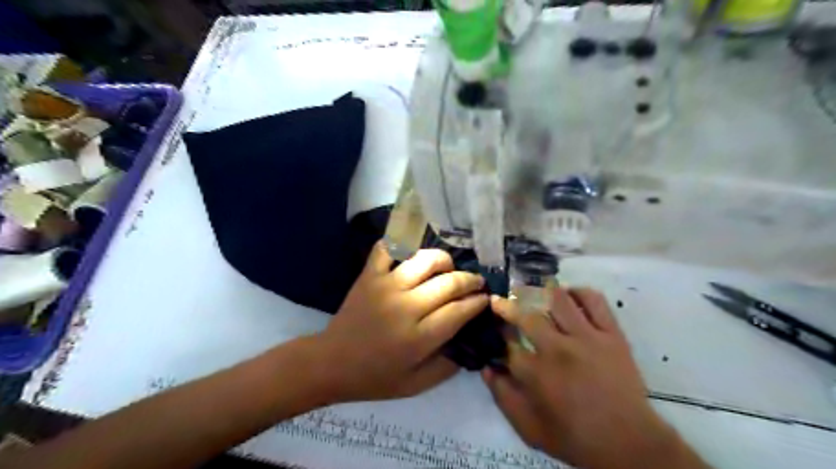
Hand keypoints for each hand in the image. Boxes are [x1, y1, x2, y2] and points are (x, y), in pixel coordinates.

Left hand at [322, 242, 491, 402]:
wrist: (331, 362)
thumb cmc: (376, 377)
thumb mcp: (416, 385)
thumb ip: (448, 366)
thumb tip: (469, 341)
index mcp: (419, 338)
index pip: (459, 311)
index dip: (478, 302)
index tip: (485, 299)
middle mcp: (406, 307)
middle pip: (449, 283)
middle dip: (470, 280)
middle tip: (476, 282)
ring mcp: (386, 286)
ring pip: (425, 259)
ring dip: (444, 260)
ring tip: (448, 267)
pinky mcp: (369, 275)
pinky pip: (388, 248)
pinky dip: (400, 243)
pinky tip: (412, 252)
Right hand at [487, 290, 707, 467]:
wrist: (629, 443)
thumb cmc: (575, 438)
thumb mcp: (529, 428)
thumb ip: (503, 397)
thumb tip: (486, 367)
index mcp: (536, 373)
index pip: (506, 342)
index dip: (497, 333)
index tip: (494, 329)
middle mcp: (558, 348)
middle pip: (525, 315)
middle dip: (506, 306)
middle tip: (501, 302)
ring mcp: (587, 337)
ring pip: (557, 299)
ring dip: (539, 293)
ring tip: (532, 293)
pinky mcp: (611, 334)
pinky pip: (594, 301)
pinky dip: (578, 292)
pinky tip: (568, 295)